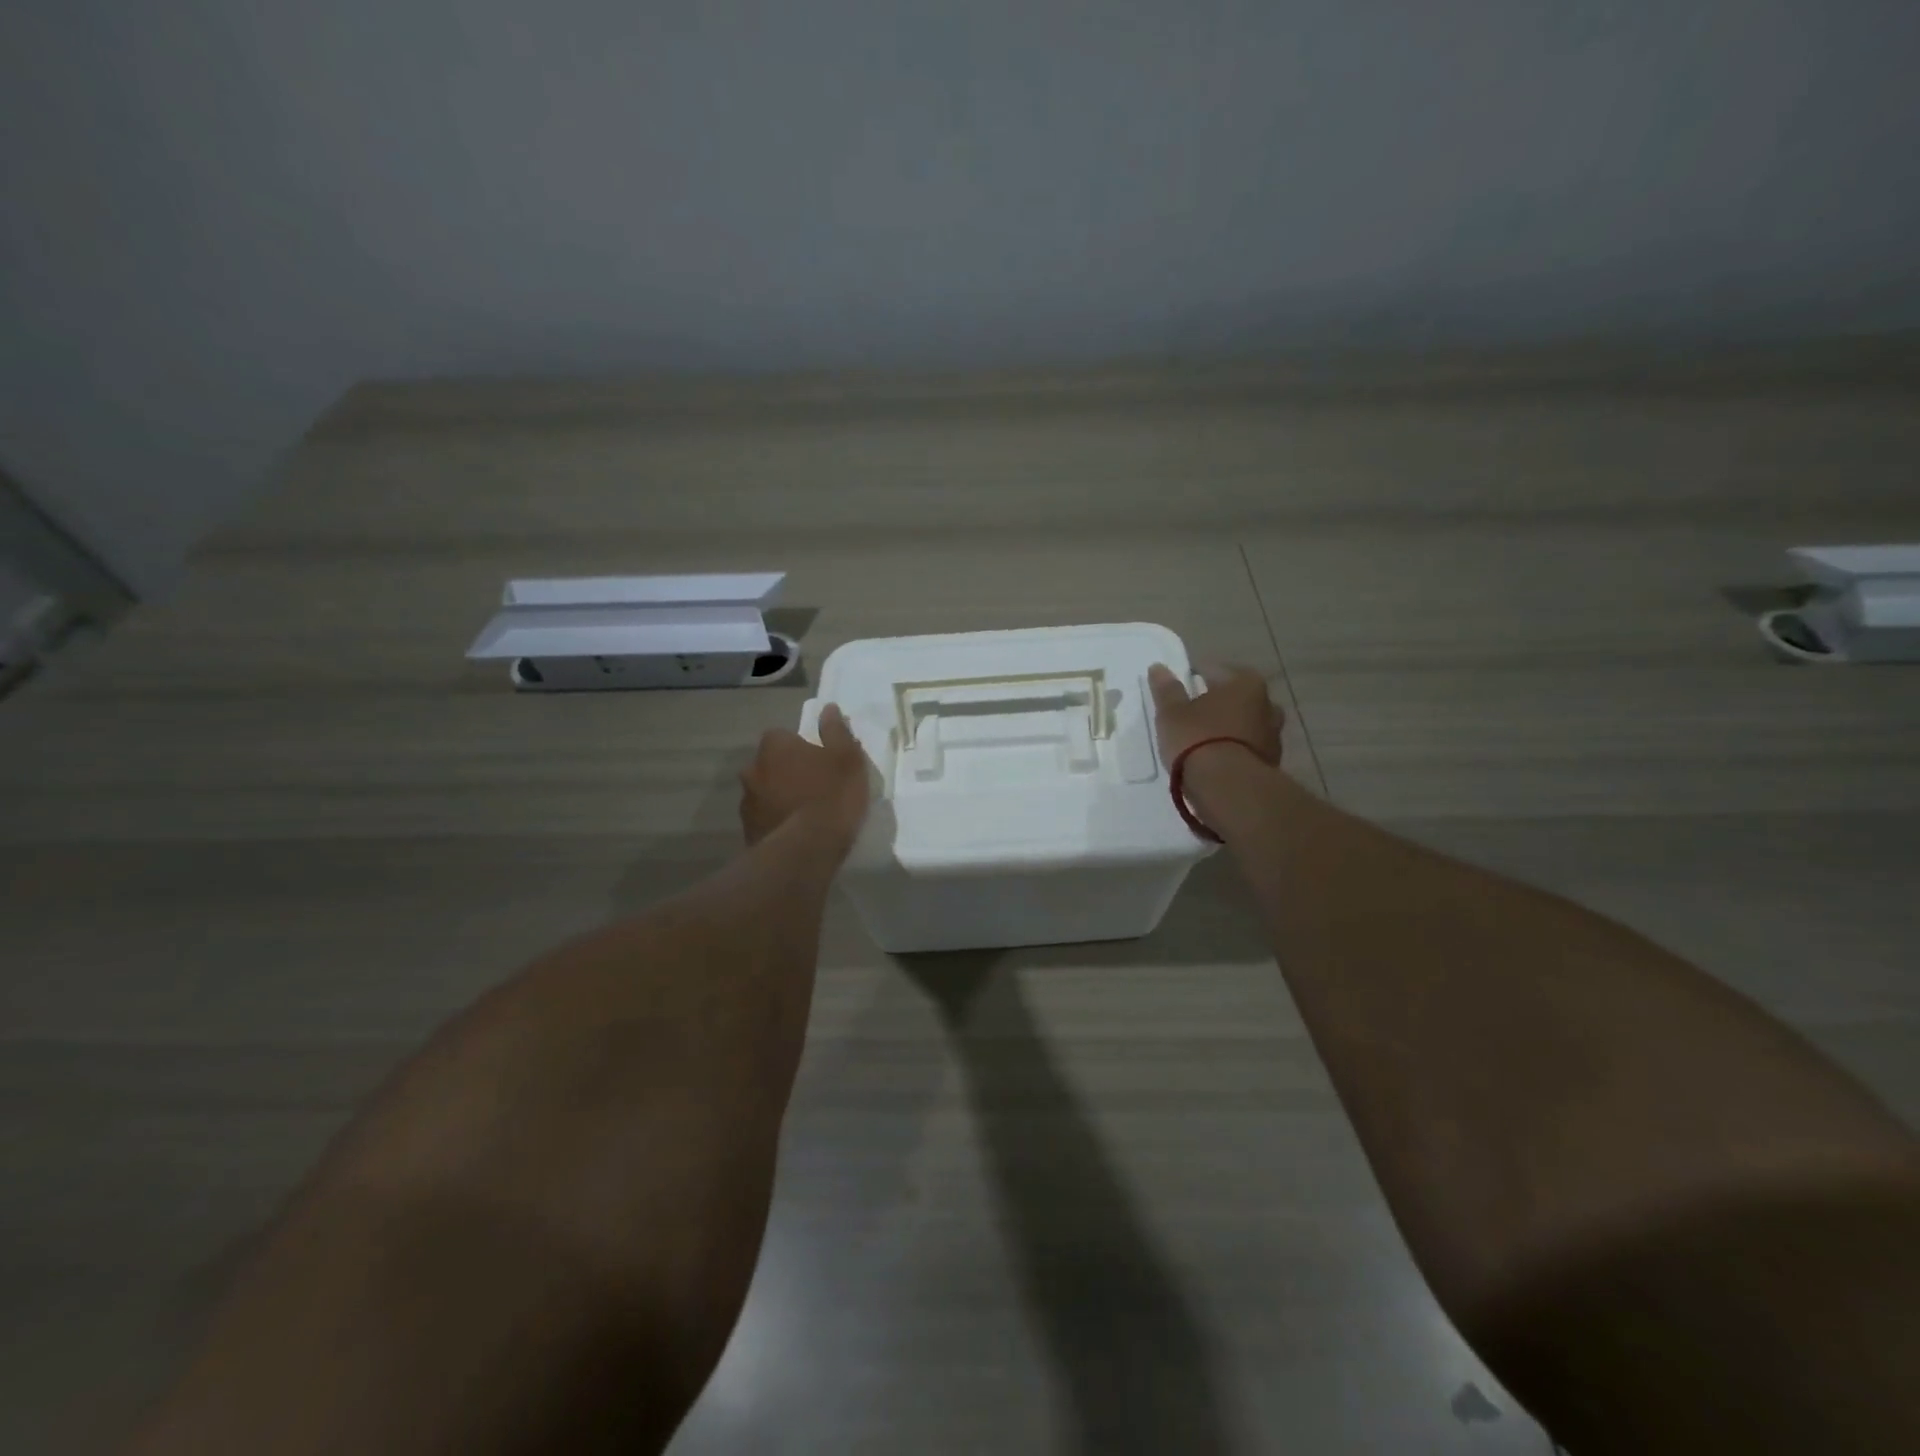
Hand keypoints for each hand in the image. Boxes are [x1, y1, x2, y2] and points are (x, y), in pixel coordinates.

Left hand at [739, 704, 870, 848]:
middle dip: (787, 771)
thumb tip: (828, 708)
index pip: (784, 736)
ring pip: (766, 792)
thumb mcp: (847, 758)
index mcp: (774, 746)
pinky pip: (766, 819)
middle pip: (772, 764)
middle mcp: (753, 769)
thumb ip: (836, 731)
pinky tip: (797, 833)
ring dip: (780, 797)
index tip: (821, 761)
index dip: (802, 747)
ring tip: (806, 814)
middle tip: (815, 787)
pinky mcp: (748, 832)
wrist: (806, 850)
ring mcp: (747, 802)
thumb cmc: (831, 795)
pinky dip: (777, 821)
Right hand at [1146, 661, 1283, 768]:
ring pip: (1244, 724)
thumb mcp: (1172, 713)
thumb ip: (1167, 690)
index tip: (1179, 690)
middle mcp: (1267, 704)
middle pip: (1235, 698)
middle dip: (1217, 703)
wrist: (1228, 788)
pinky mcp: (1271, 763)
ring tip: (1202, 741)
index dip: (1194, 677)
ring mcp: (1273, 735)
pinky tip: (1215, 760)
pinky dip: (1234, 750)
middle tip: (1191, 715)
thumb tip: (1159, 668)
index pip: (1215, 670)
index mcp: (1246, 683)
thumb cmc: (1198, 740)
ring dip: (1227, 728)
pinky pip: (1247, 748)